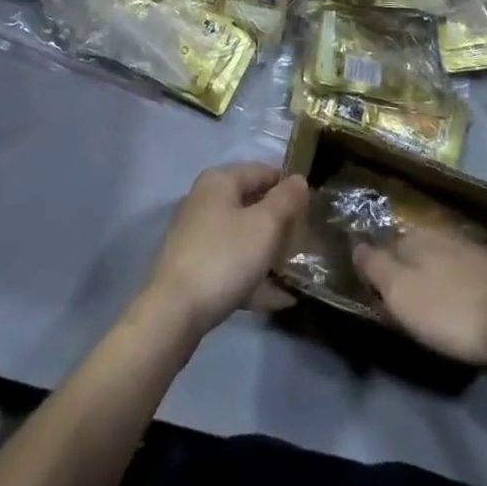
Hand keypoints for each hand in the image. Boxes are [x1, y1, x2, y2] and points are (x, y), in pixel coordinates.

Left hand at [142, 163, 309, 338]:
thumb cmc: (224, 257)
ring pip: (242, 238)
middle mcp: (205, 202)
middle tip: (306, 238)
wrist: (173, 314)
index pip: (262, 171)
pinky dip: (254, 278)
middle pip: (251, 204)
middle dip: (280, 222)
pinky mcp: (194, 270)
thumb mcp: (265, 225)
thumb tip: (299, 179)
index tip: (312, 204)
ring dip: (269, 253)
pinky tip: (280, 299)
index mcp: (220, 181)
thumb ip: (286, 199)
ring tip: (297, 271)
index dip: (288, 184)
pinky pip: (232, 266)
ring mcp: (197, 237)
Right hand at [354, 228, 486, 366]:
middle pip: (412, 252)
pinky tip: (461, 306)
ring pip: (439, 262)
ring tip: (431, 310)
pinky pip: (462, 275)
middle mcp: (440, 234)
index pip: (384, 247)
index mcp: (414, 236)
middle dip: (405, 273)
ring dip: (432, 281)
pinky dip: (456, 288)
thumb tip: (355, 245)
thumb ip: (375, 268)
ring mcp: (470, 249)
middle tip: (402, 309)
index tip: (375, 296)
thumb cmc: (451, 308)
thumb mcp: (402, 293)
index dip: (377, 271)